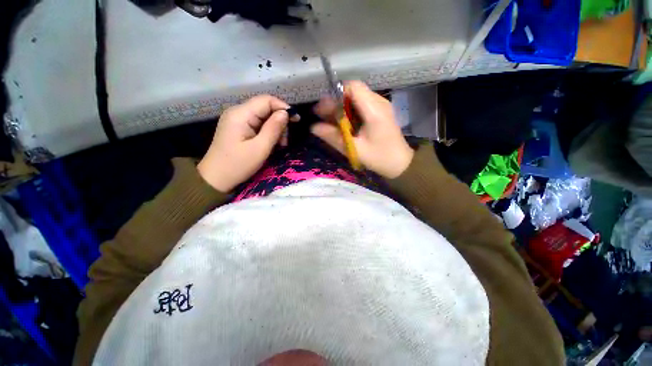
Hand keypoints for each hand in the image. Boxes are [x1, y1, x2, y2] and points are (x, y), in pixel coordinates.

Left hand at [198, 95, 296, 192]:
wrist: (215, 179)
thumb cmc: (238, 165)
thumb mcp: (260, 148)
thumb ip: (274, 129)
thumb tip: (285, 113)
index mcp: (240, 114)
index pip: (266, 100)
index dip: (283, 107)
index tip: (296, 120)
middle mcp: (237, 112)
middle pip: (265, 108)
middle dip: (279, 122)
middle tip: (284, 142)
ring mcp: (236, 120)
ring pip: (263, 117)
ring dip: (275, 129)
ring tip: (279, 146)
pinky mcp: (238, 128)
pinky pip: (257, 125)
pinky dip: (267, 133)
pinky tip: (271, 145)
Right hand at [312, 81, 413, 178]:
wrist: (401, 163)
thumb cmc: (379, 158)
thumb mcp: (354, 149)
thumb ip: (334, 137)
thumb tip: (313, 127)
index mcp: (374, 110)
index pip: (353, 87)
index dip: (336, 94)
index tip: (324, 109)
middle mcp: (379, 102)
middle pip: (353, 91)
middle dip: (335, 102)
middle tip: (322, 116)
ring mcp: (381, 106)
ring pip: (356, 98)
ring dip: (341, 107)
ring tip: (330, 122)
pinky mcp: (380, 112)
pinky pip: (361, 105)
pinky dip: (349, 112)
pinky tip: (343, 124)